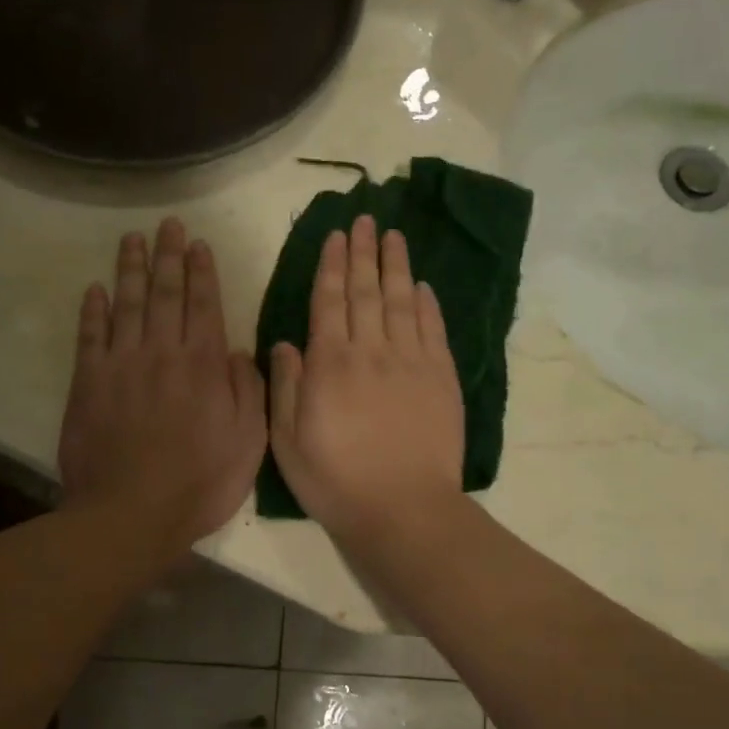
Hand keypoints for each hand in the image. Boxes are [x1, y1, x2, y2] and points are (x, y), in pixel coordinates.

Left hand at [58, 218, 267, 546]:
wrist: (131, 514)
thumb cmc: (200, 482)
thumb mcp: (250, 442)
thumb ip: (248, 391)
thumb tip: (240, 352)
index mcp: (204, 365)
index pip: (204, 305)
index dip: (202, 272)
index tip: (198, 244)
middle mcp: (163, 352)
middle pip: (164, 292)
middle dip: (168, 255)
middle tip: (167, 224)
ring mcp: (121, 364)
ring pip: (126, 303)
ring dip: (130, 268)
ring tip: (132, 238)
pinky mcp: (88, 383)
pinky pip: (90, 336)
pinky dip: (93, 309)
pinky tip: (95, 288)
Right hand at [269, 214, 465, 542]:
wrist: (404, 509)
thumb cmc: (337, 481)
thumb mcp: (288, 442)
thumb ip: (286, 387)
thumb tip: (285, 342)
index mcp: (330, 363)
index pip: (329, 301)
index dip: (332, 264)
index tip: (336, 235)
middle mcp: (371, 351)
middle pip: (366, 291)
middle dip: (363, 252)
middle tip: (365, 219)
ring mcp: (411, 361)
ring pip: (402, 300)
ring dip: (396, 265)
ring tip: (394, 235)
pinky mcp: (442, 378)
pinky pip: (433, 329)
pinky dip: (427, 303)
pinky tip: (422, 284)